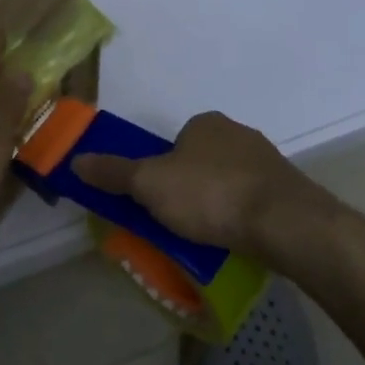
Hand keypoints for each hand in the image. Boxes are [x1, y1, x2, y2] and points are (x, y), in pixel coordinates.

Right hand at [71, 111, 324, 258]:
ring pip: (229, 183)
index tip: (157, 202)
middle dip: (189, 189)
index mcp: (206, 123)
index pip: (175, 143)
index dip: (161, 171)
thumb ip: (114, 173)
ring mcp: (267, 162)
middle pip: (201, 162)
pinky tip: (237, 240)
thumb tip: (76, 160)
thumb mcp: (150, 184)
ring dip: (217, 205)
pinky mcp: (288, 191)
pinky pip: (254, 202)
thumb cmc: (210, 194)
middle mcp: (238, 134)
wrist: (285, 222)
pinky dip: (242, 218)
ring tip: (208, 238)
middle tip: (178, 223)